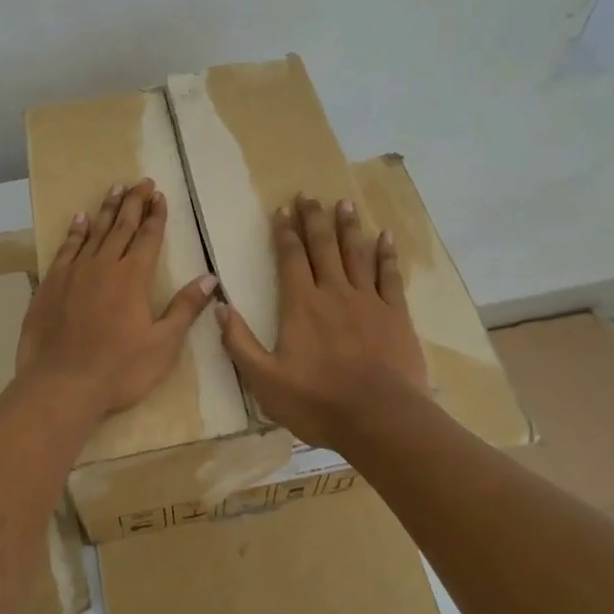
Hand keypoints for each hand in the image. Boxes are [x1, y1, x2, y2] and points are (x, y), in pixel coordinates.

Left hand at [17, 179, 217, 422]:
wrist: (60, 385)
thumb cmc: (119, 370)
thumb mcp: (163, 345)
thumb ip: (185, 308)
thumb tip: (210, 278)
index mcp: (133, 277)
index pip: (148, 237)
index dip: (156, 215)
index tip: (160, 195)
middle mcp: (104, 265)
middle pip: (122, 226)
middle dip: (134, 202)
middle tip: (142, 182)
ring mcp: (74, 272)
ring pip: (94, 231)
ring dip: (107, 209)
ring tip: (115, 188)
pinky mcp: (51, 283)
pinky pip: (66, 247)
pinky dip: (75, 231)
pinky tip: (80, 219)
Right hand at [218, 195, 428, 448]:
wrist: (380, 419)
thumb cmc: (317, 401)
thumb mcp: (264, 380)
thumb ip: (239, 342)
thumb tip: (218, 306)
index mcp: (301, 305)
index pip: (291, 258)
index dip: (286, 232)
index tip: (283, 209)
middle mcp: (334, 292)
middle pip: (323, 247)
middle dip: (314, 219)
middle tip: (310, 195)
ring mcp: (368, 301)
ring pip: (356, 254)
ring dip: (349, 227)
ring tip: (345, 203)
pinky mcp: (395, 315)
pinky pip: (390, 276)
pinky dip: (387, 255)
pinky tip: (386, 237)